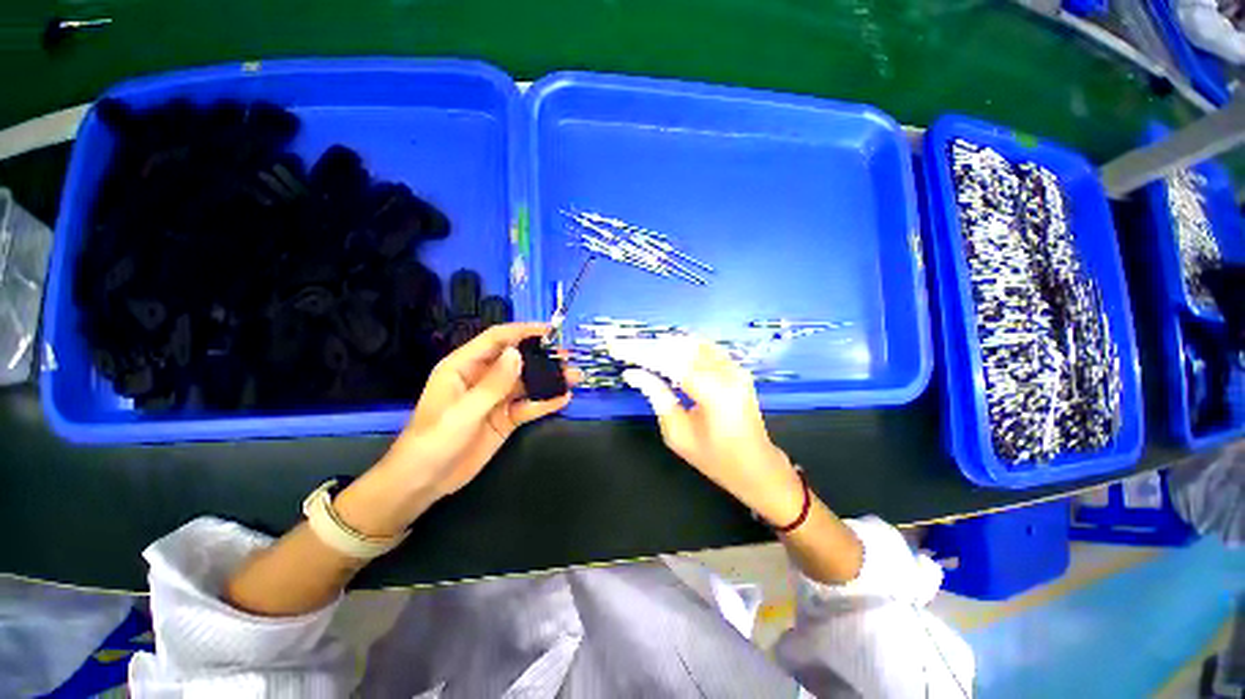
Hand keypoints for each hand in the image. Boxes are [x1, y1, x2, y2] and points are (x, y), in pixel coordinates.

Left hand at [387, 322, 576, 498]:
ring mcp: (496, 399)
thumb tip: (517, 354)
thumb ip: (492, 384)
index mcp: (464, 366)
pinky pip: (528, 406)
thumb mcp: (462, 411)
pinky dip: (545, 402)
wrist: (424, 482)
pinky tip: (564, 399)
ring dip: (549, 379)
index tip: (549, 331)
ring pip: (527, 383)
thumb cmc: (433, 440)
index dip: (522, 331)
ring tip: (574, 377)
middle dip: (542, 356)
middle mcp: (482, 377)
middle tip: (567, 357)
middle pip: (517, 360)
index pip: (496, 339)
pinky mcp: (505, 418)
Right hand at [609, 336, 803, 525]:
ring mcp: (735, 368)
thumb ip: (657, 398)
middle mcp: (727, 373)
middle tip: (623, 346)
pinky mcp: (736, 368)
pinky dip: (680, 346)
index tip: (616, 348)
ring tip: (639, 349)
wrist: (757, 467)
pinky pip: (704, 348)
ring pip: (692, 343)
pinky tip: (664, 351)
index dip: (640, 353)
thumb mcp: (679, 435)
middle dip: (648, 345)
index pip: (670, 362)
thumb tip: (634, 374)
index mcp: (714, 393)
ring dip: (663, 344)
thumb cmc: (716, 460)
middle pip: (680, 347)